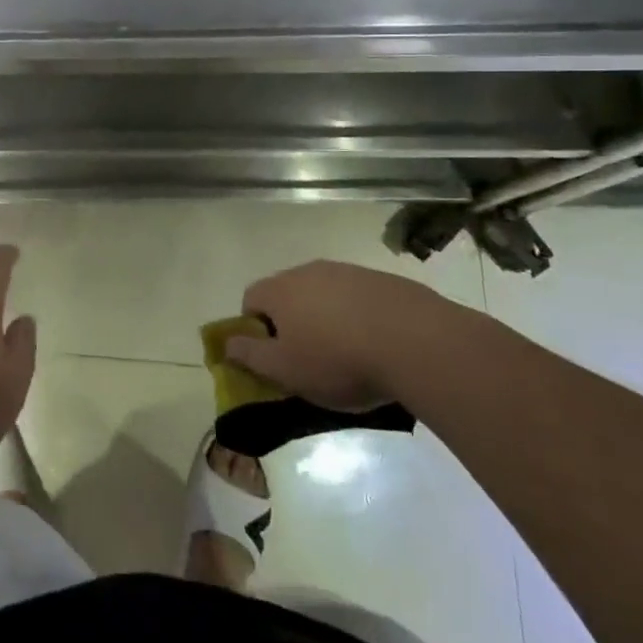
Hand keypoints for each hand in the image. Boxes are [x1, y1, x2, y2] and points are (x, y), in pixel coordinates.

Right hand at [224, 260, 446, 411]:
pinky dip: (359, 317)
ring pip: (324, 294)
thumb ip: (250, 356)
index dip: (255, 328)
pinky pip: (358, 298)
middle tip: (309, 358)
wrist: (416, 341)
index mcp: (280, 290)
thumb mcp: (286, 371)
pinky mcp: (382, 280)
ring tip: (348, 354)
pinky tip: (378, 345)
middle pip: (288, 294)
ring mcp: (348, 272)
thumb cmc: (338, 360)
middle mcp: (308, 271)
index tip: (273, 356)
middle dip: (292, 322)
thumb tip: (227, 344)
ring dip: (326, 318)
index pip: (251, 299)